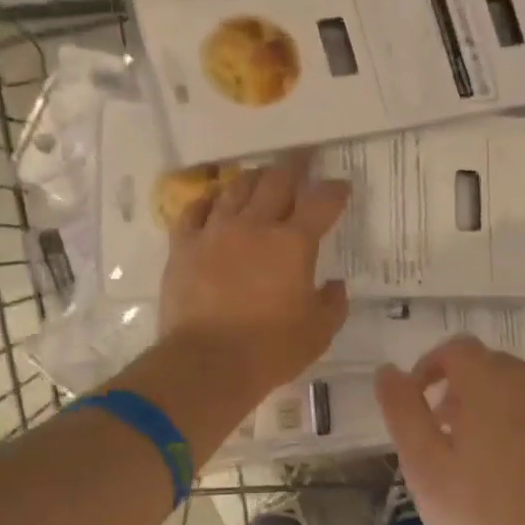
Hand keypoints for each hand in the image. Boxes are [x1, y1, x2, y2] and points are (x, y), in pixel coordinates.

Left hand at [159, 153, 349, 395]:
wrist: (207, 363)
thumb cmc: (270, 350)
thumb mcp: (318, 333)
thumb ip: (332, 304)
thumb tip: (334, 286)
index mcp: (293, 244)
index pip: (321, 202)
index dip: (334, 189)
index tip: (340, 186)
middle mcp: (255, 226)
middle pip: (276, 180)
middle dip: (294, 167)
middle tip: (301, 161)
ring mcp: (215, 232)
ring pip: (236, 188)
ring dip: (253, 179)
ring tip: (260, 178)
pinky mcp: (183, 246)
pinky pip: (194, 210)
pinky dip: (208, 201)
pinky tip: (214, 202)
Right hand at [375, 338, 524, 524]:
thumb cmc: (489, 519)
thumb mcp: (427, 470)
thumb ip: (404, 414)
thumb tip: (387, 371)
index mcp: (491, 386)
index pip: (457, 349)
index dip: (431, 367)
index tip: (420, 402)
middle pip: (494, 369)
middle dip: (464, 391)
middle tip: (448, 435)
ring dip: (500, 414)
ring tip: (486, 466)